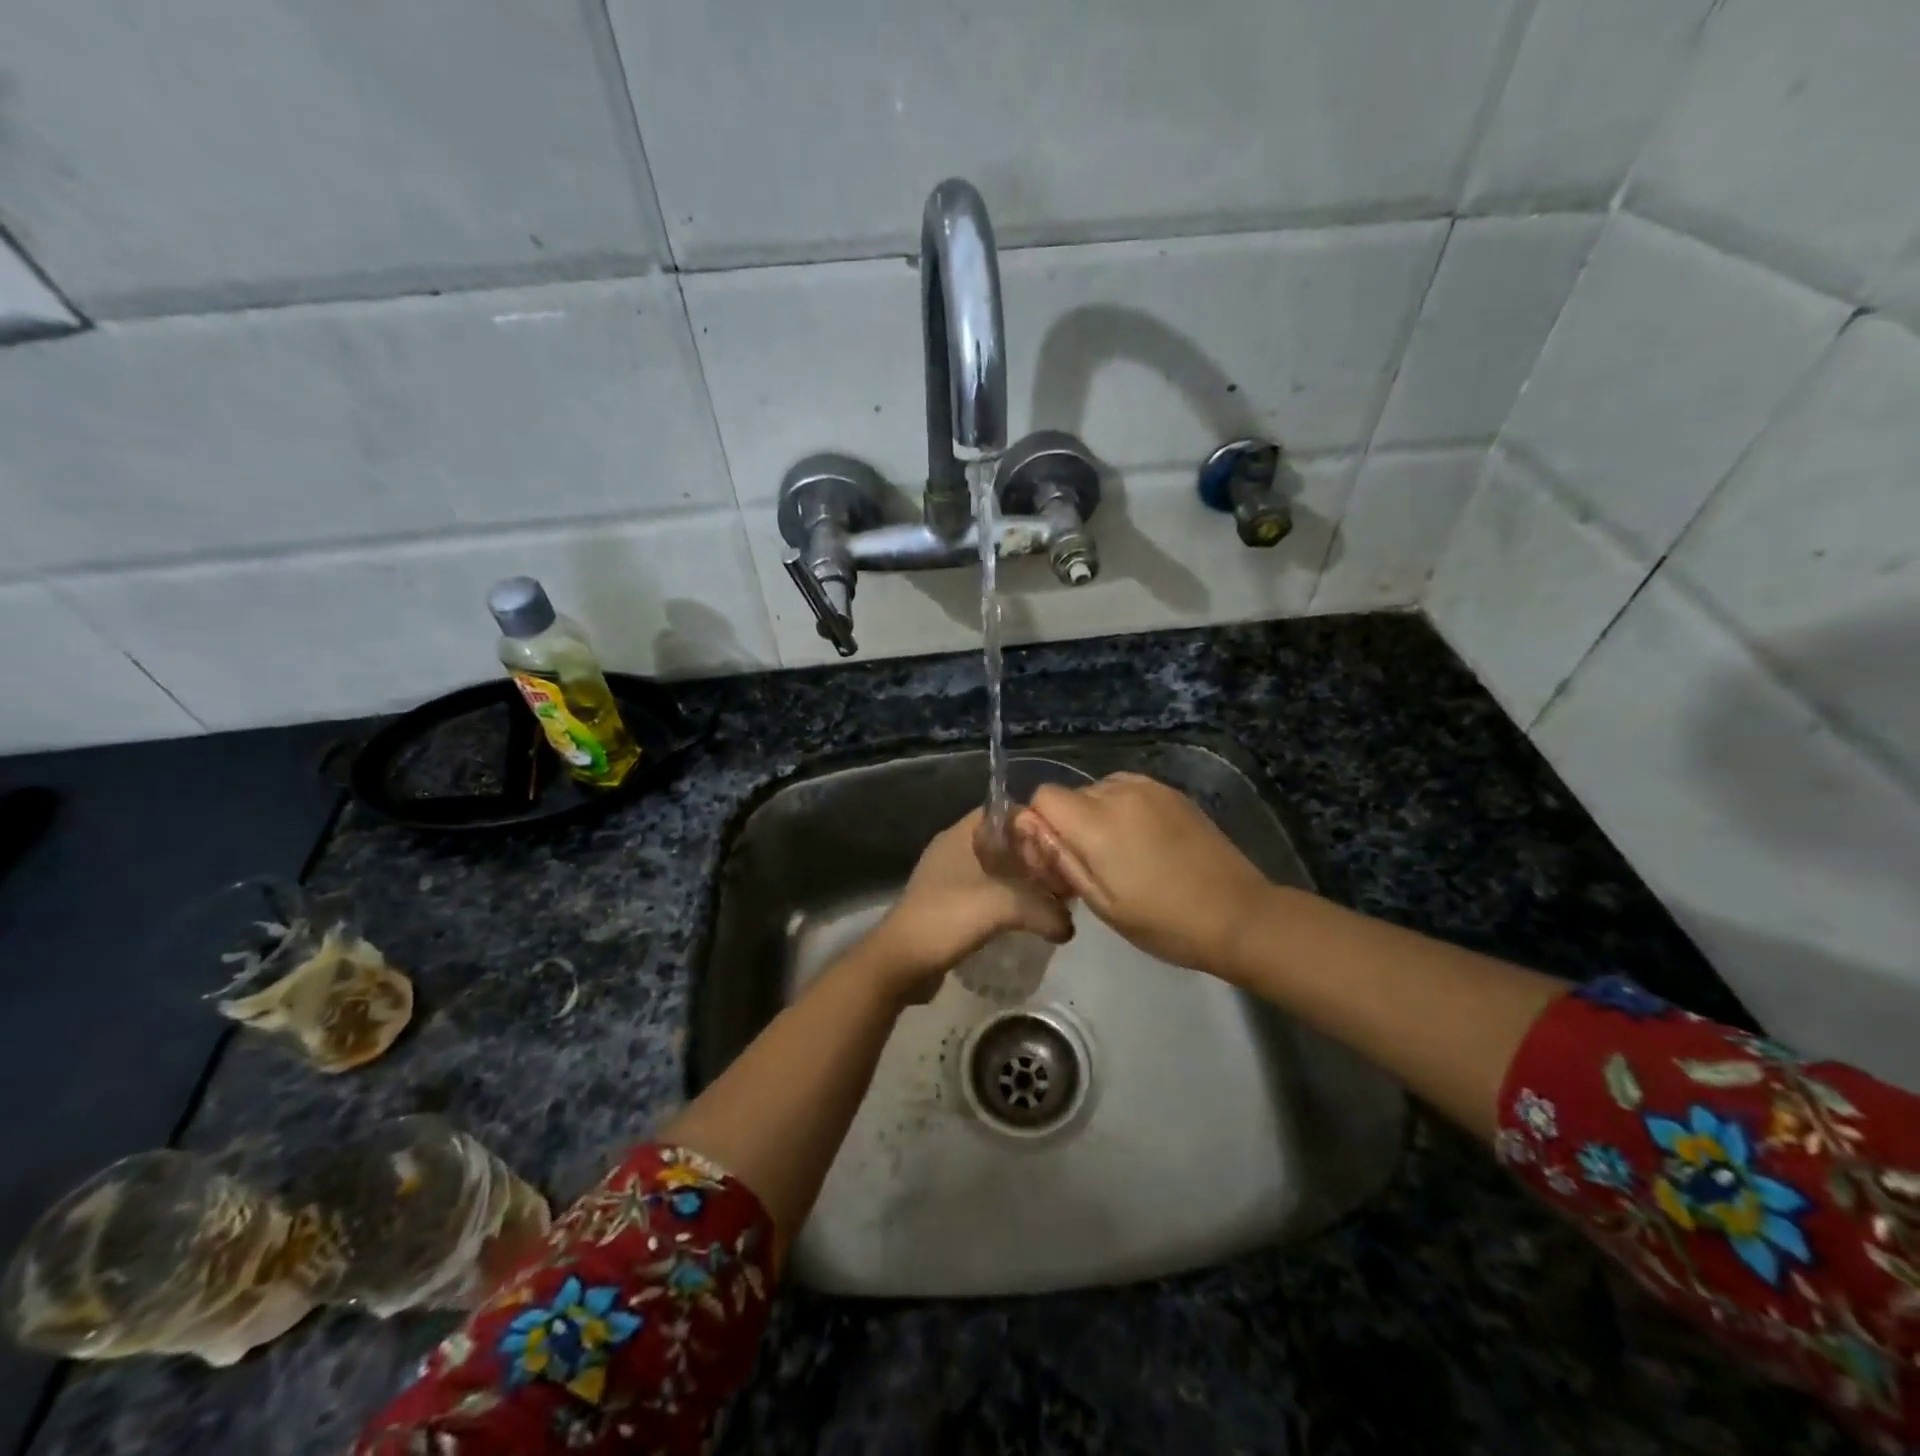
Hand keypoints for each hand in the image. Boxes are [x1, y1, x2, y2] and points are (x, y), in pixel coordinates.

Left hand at [865, 809, 1073, 1001]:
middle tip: (1064, 875)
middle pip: (1004, 842)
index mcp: (960, 835)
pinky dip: (1009, 903)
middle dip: (1034, 856)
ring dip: (1023, 883)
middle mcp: (954, 851)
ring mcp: (950, 880)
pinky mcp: (950, 908)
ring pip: (997, 871)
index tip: (1062, 842)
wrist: (900, 963)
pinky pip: (988, 896)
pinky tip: (1030, 920)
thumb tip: (1069, 927)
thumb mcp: (1002, 906)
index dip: (1034, 821)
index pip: (1003, 811)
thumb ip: (1044, 909)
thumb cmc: (946, 918)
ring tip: (1053, 899)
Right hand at [1012, 773, 1274, 975]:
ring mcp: (1150, 788)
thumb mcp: (1101, 902)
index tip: (1054, 859)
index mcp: (1096, 822)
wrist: (1239, 915)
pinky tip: (1144, 844)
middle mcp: (1119, 792)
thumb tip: (1026, 825)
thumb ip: (1058, 857)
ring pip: (1099, 791)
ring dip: (1096, 816)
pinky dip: (1123, 810)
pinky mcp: (1173, 792)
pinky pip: (1128, 791)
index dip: (1039, 825)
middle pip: (1070, 795)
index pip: (1043, 797)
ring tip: (1120, 855)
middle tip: (1089, 867)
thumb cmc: (1163, 921)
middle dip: (1068, 824)